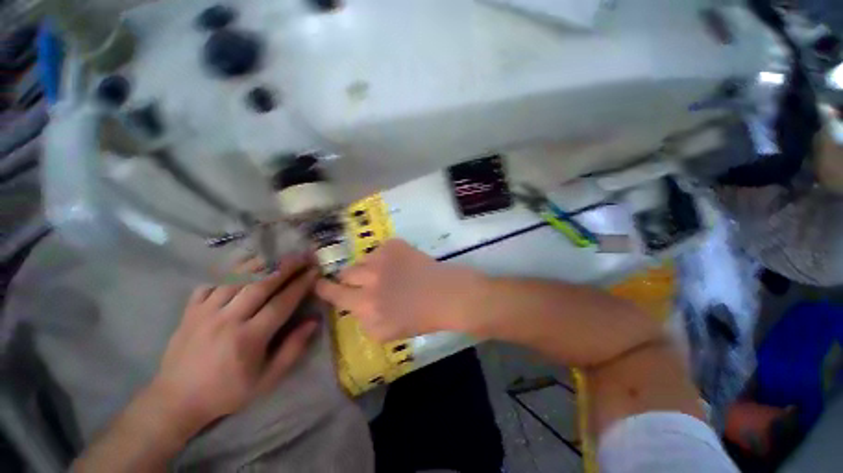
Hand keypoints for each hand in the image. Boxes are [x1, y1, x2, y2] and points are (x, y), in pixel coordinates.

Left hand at [150, 256, 319, 439]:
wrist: (176, 400)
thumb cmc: (227, 391)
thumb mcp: (267, 379)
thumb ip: (293, 349)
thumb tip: (314, 321)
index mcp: (249, 338)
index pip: (281, 303)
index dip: (301, 285)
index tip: (315, 271)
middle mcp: (227, 319)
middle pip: (261, 284)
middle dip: (286, 267)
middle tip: (302, 256)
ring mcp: (205, 312)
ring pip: (236, 278)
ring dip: (261, 264)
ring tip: (278, 255)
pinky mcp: (190, 310)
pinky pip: (211, 283)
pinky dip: (229, 271)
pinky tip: (243, 266)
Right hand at [315, 239, 482, 341]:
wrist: (446, 295)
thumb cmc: (420, 318)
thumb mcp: (385, 332)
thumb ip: (363, 319)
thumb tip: (354, 305)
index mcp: (365, 305)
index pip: (333, 293)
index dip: (324, 288)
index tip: (320, 284)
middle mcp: (369, 278)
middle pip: (346, 273)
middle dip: (350, 279)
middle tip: (365, 282)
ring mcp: (381, 258)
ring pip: (363, 260)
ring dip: (370, 268)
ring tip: (387, 273)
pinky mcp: (394, 245)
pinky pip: (379, 249)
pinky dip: (385, 257)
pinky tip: (400, 265)